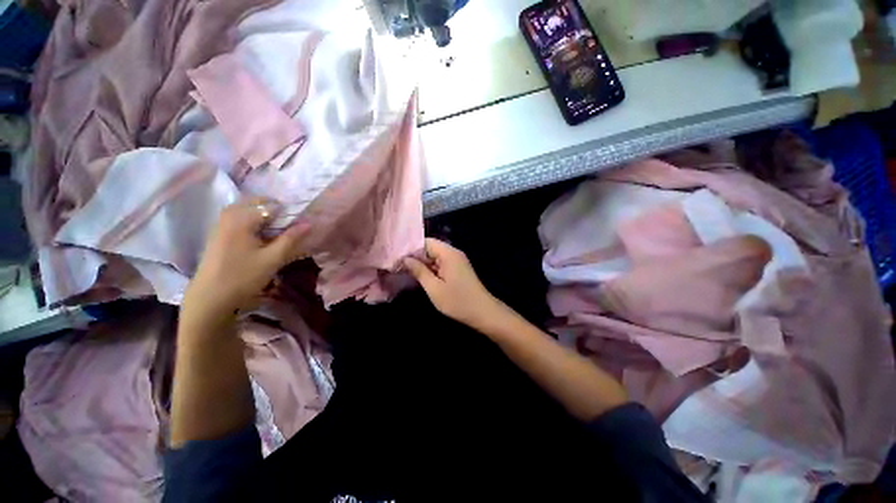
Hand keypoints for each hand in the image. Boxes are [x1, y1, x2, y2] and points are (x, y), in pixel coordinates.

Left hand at [182, 198, 309, 322]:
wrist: (210, 298)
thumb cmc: (243, 277)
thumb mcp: (272, 258)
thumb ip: (291, 238)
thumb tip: (309, 223)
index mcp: (241, 218)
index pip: (272, 205)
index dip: (289, 212)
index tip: (299, 224)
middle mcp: (229, 215)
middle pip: (258, 203)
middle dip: (276, 211)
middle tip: (290, 227)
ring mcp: (221, 223)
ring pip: (248, 210)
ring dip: (265, 217)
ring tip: (278, 232)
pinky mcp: (218, 233)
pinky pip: (239, 218)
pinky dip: (254, 222)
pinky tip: (261, 238)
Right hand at [403, 238, 505, 330]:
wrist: (483, 312)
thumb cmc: (458, 301)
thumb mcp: (434, 288)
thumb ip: (419, 271)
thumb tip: (405, 259)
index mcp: (448, 253)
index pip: (426, 242)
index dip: (411, 248)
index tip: (397, 258)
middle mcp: (453, 253)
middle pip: (430, 248)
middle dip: (415, 257)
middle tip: (398, 266)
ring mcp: (457, 260)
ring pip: (435, 256)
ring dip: (422, 263)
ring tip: (405, 271)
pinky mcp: (458, 268)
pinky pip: (441, 263)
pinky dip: (431, 268)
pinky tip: (420, 276)